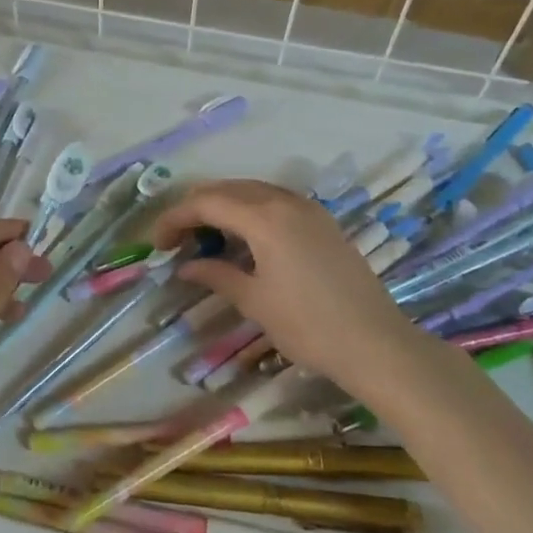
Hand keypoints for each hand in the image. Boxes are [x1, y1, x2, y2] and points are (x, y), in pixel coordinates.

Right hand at [151, 180, 421, 392]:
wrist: (376, 343)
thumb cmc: (308, 326)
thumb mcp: (254, 301)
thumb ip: (216, 275)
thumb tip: (185, 266)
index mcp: (264, 218)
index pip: (206, 203)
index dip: (175, 218)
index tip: (157, 243)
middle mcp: (285, 202)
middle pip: (228, 189)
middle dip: (196, 208)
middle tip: (176, 239)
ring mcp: (308, 209)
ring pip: (252, 192)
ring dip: (223, 207)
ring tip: (205, 238)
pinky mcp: (323, 222)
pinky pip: (275, 202)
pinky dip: (249, 211)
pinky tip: (243, 239)